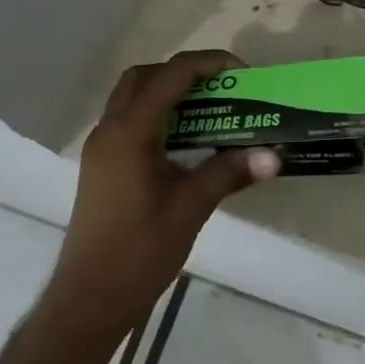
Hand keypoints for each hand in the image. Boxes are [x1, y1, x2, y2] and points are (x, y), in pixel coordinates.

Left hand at [50, 50, 279, 342]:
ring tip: (209, 108)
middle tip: (221, 87)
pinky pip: (129, 121)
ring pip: (132, 98)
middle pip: (144, 77)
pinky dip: (157, 114)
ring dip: (168, 92)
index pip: (170, 76)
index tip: (242, 73)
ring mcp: (101, 148)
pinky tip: (186, 139)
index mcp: (129, 133)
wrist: (89, 299)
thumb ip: (229, 172)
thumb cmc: (139, 251)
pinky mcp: (102, 166)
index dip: (208, 64)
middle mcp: (109, 130)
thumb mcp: (191, 208)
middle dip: (184, 72)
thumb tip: (274, 155)